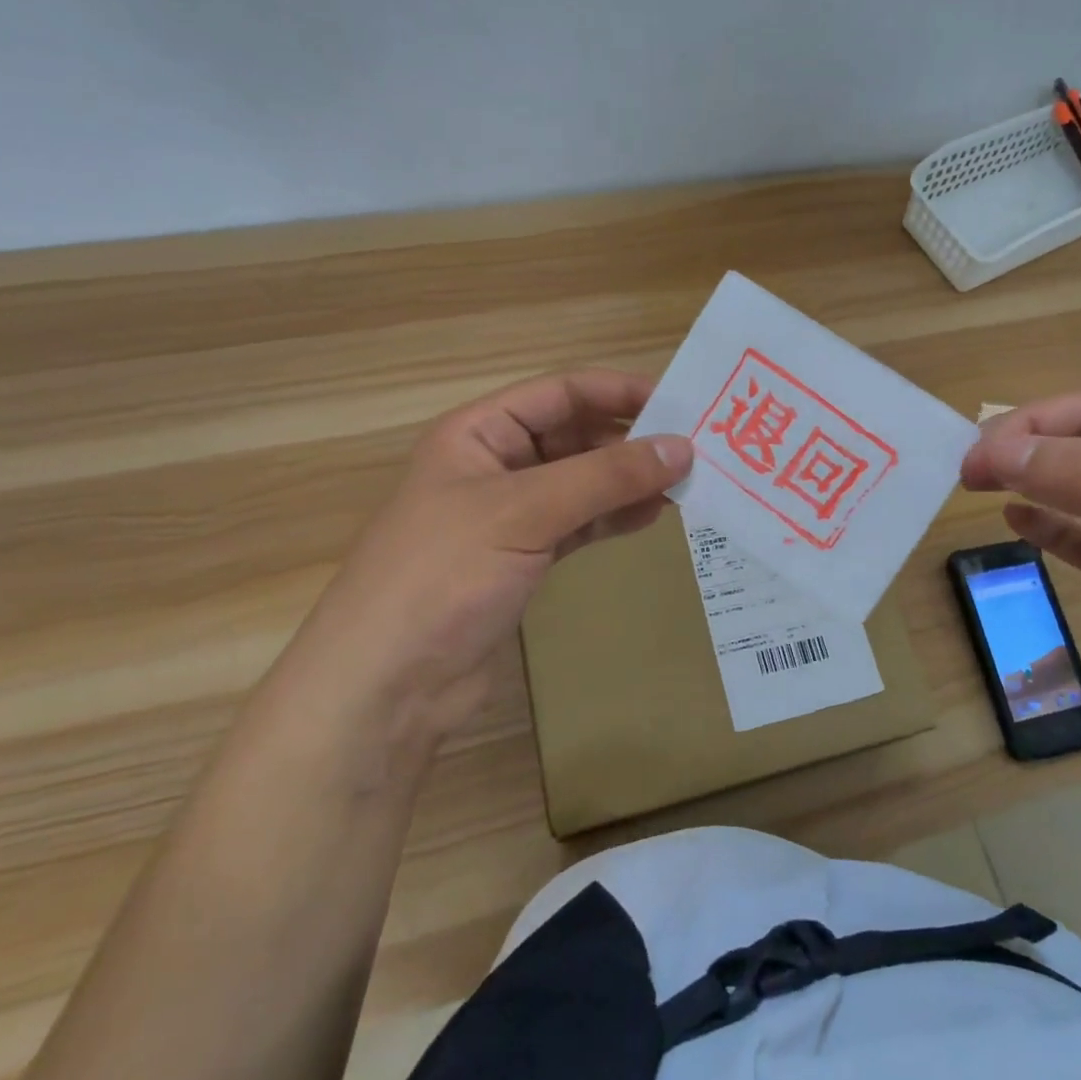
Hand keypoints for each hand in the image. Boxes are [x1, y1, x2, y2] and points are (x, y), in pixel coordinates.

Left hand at [287, 369, 690, 748]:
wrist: (386, 688)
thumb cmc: (443, 577)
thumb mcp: (524, 512)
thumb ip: (605, 477)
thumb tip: (682, 447)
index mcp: (478, 433)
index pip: (560, 393)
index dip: (619, 391)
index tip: (681, 402)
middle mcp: (494, 465)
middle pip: (574, 436)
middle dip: (630, 441)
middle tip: (694, 451)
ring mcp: (509, 516)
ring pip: (582, 483)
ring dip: (628, 481)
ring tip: (684, 486)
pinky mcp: (522, 560)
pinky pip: (579, 524)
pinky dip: (613, 518)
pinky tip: (650, 518)